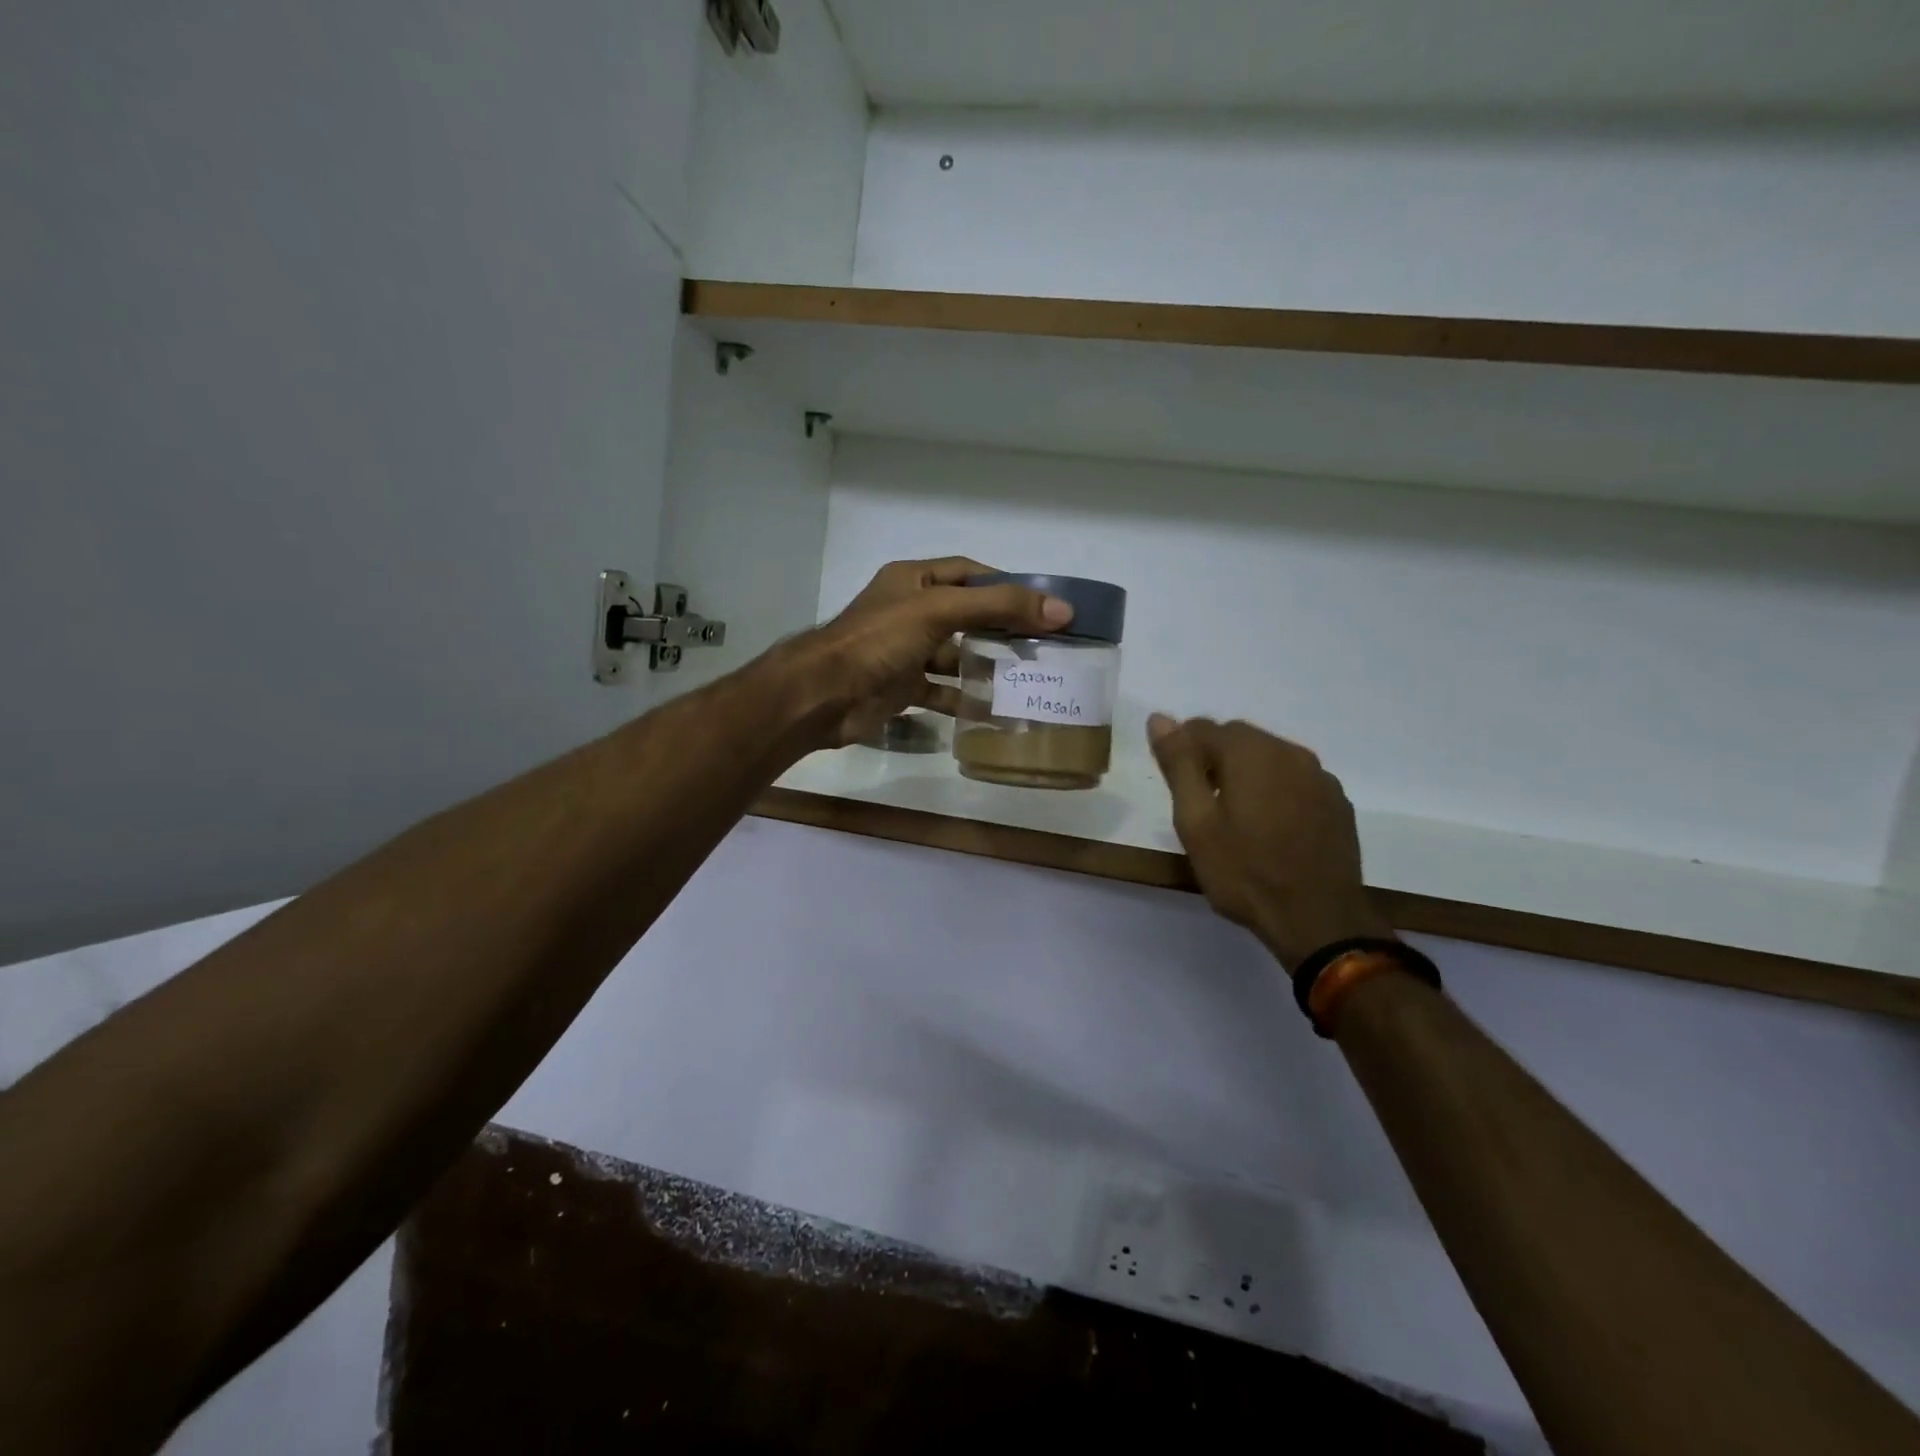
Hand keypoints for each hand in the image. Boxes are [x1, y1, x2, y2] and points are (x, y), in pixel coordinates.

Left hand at [790, 558, 1071, 749]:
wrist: (825, 694)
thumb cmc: (880, 640)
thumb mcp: (940, 611)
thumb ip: (999, 607)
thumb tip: (1062, 609)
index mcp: (913, 581)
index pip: (968, 572)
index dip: (1003, 584)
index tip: (1040, 604)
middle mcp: (909, 611)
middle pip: (965, 614)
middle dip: (1000, 628)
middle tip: (1041, 644)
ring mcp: (904, 651)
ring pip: (953, 655)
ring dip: (983, 665)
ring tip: (1024, 677)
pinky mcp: (901, 687)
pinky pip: (939, 691)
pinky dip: (962, 699)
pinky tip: (991, 710)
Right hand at [1148, 715, 1394, 970]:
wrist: (1318, 920)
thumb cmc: (1244, 872)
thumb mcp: (1196, 821)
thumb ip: (1178, 765)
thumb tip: (1160, 717)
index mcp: (1250, 752)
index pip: (1202, 727)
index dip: (1181, 751)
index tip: (1176, 787)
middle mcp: (1290, 752)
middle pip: (1238, 738)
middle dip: (1213, 760)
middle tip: (1201, 805)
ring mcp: (1320, 777)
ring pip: (1269, 758)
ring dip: (1246, 774)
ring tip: (1235, 818)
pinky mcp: (1336, 803)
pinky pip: (1295, 780)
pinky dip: (1275, 790)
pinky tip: (1270, 827)